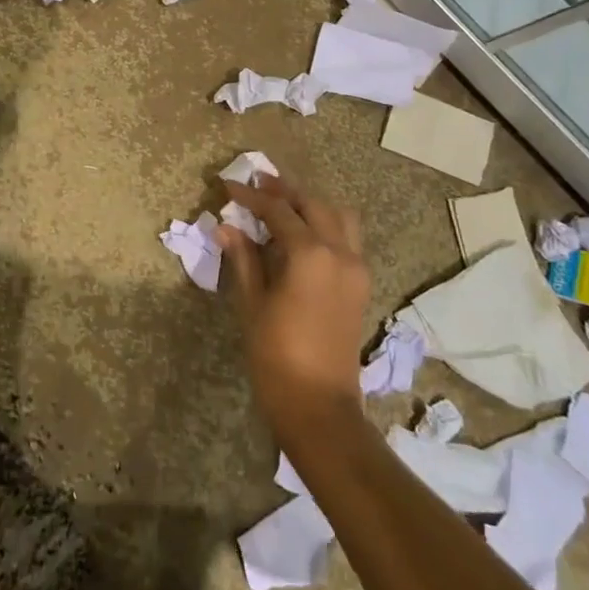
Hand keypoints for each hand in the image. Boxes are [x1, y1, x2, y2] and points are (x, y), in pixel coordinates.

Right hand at [216, 177, 371, 427]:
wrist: (318, 405)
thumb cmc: (276, 354)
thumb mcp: (252, 302)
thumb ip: (243, 258)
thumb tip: (227, 226)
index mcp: (311, 254)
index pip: (278, 211)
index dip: (251, 196)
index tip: (228, 185)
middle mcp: (340, 253)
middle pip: (313, 205)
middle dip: (283, 191)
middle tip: (255, 184)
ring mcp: (356, 268)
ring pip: (338, 217)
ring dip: (310, 205)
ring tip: (281, 205)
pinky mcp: (361, 285)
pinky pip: (347, 238)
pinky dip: (325, 225)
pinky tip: (301, 234)